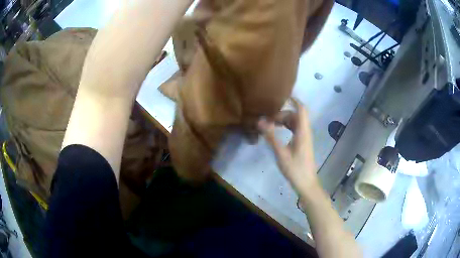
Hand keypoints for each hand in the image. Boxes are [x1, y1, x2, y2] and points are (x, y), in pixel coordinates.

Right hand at [258, 99, 318, 193]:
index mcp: (303, 131)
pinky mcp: (303, 143)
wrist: (306, 183)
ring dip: (283, 121)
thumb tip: (260, 122)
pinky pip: (295, 129)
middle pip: (296, 115)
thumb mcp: (281, 153)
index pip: (301, 109)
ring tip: (270, 125)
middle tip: (267, 119)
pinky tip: (277, 132)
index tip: (280, 96)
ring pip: (295, 122)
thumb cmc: (295, 169)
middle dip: (282, 114)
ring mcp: (305, 137)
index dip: (293, 100)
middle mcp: (305, 131)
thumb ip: (271, 137)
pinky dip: (286, 127)